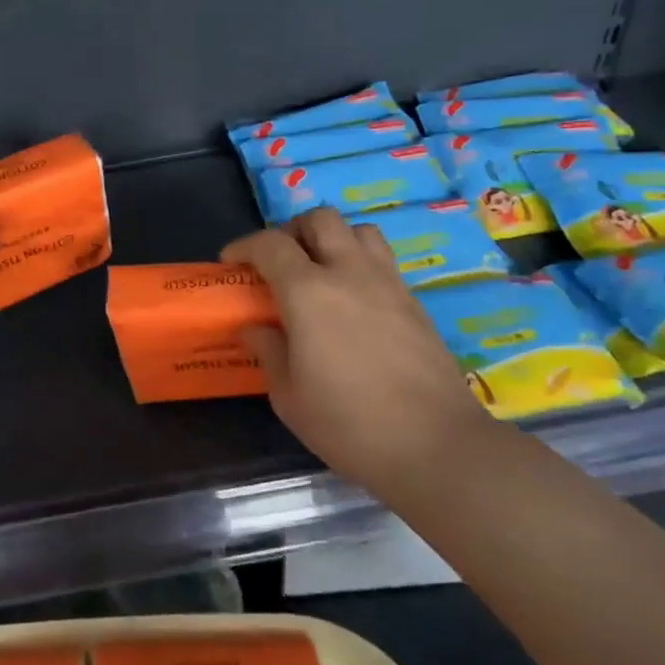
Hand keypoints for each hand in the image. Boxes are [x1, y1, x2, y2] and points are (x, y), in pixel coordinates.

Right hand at [223, 209, 499, 491]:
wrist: (434, 445)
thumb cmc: (348, 423)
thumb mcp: (289, 395)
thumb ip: (268, 350)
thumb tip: (254, 327)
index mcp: (309, 292)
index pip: (270, 244)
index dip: (244, 246)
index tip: (230, 262)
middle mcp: (350, 273)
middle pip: (320, 219)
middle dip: (292, 230)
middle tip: (278, 261)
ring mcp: (388, 284)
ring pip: (359, 230)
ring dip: (333, 239)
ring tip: (319, 270)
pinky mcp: (415, 302)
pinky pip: (382, 260)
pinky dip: (359, 263)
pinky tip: (352, 300)